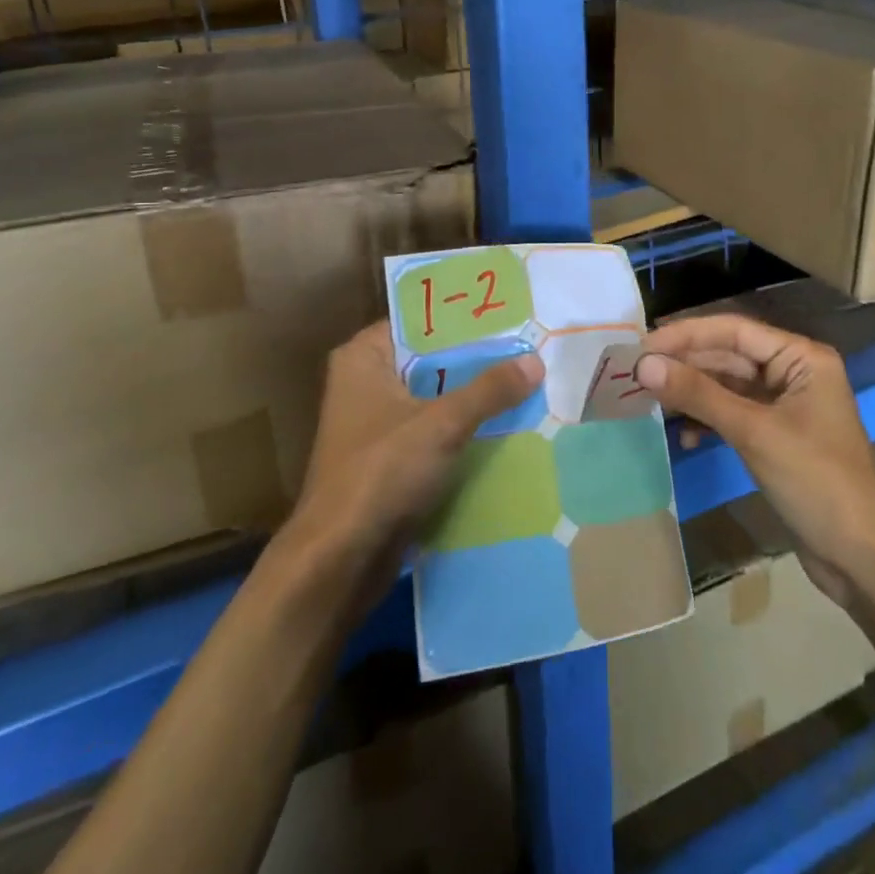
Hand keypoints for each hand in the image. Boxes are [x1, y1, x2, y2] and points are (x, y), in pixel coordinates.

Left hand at [278, 320, 543, 616]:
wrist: (338, 560)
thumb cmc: (381, 473)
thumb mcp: (442, 424)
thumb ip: (489, 390)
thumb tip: (535, 362)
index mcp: (363, 358)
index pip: (418, 320)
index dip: (461, 317)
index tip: (506, 313)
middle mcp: (364, 382)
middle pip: (430, 360)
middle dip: (475, 358)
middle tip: (527, 346)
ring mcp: (375, 423)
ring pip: (433, 397)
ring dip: (471, 396)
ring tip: (525, 380)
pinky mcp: (387, 459)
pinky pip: (432, 430)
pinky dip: (461, 429)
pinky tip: (505, 425)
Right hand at [637, 314, 874, 607]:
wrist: (862, 556)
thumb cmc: (816, 481)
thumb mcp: (753, 432)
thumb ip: (698, 394)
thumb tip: (643, 364)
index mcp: (801, 358)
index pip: (734, 330)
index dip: (687, 334)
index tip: (644, 344)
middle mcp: (793, 373)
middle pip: (729, 355)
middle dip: (685, 364)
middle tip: (637, 372)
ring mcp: (785, 406)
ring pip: (727, 386)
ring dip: (692, 393)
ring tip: (651, 400)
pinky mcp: (776, 437)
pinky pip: (733, 414)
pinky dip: (708, 421)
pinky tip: (686, 436)